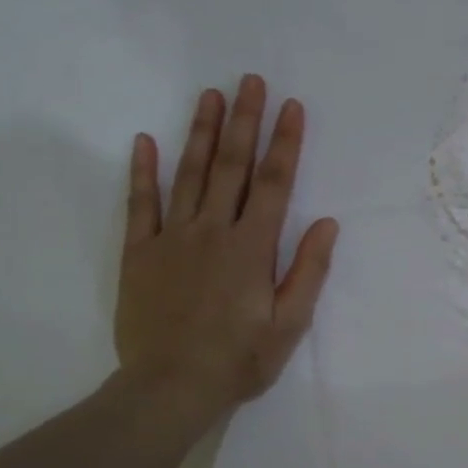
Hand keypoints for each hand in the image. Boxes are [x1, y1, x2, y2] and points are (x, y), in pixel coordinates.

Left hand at [114, 74, 338, 421]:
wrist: (170, 387)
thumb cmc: (239, 360)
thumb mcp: (289, 324)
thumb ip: (308, 271)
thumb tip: (327, 223)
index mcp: (252, 249)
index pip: (274, 185)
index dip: (285, 144)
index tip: (291, 107)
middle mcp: (213, 232)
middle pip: (231, 167)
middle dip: (244, 122)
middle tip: (250, 81)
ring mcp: (172, 239)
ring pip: (188, 175)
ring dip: (200, 132)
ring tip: (210, 95)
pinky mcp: (140, 253)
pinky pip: (140, 205)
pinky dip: (142, 172)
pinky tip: (145, 142)